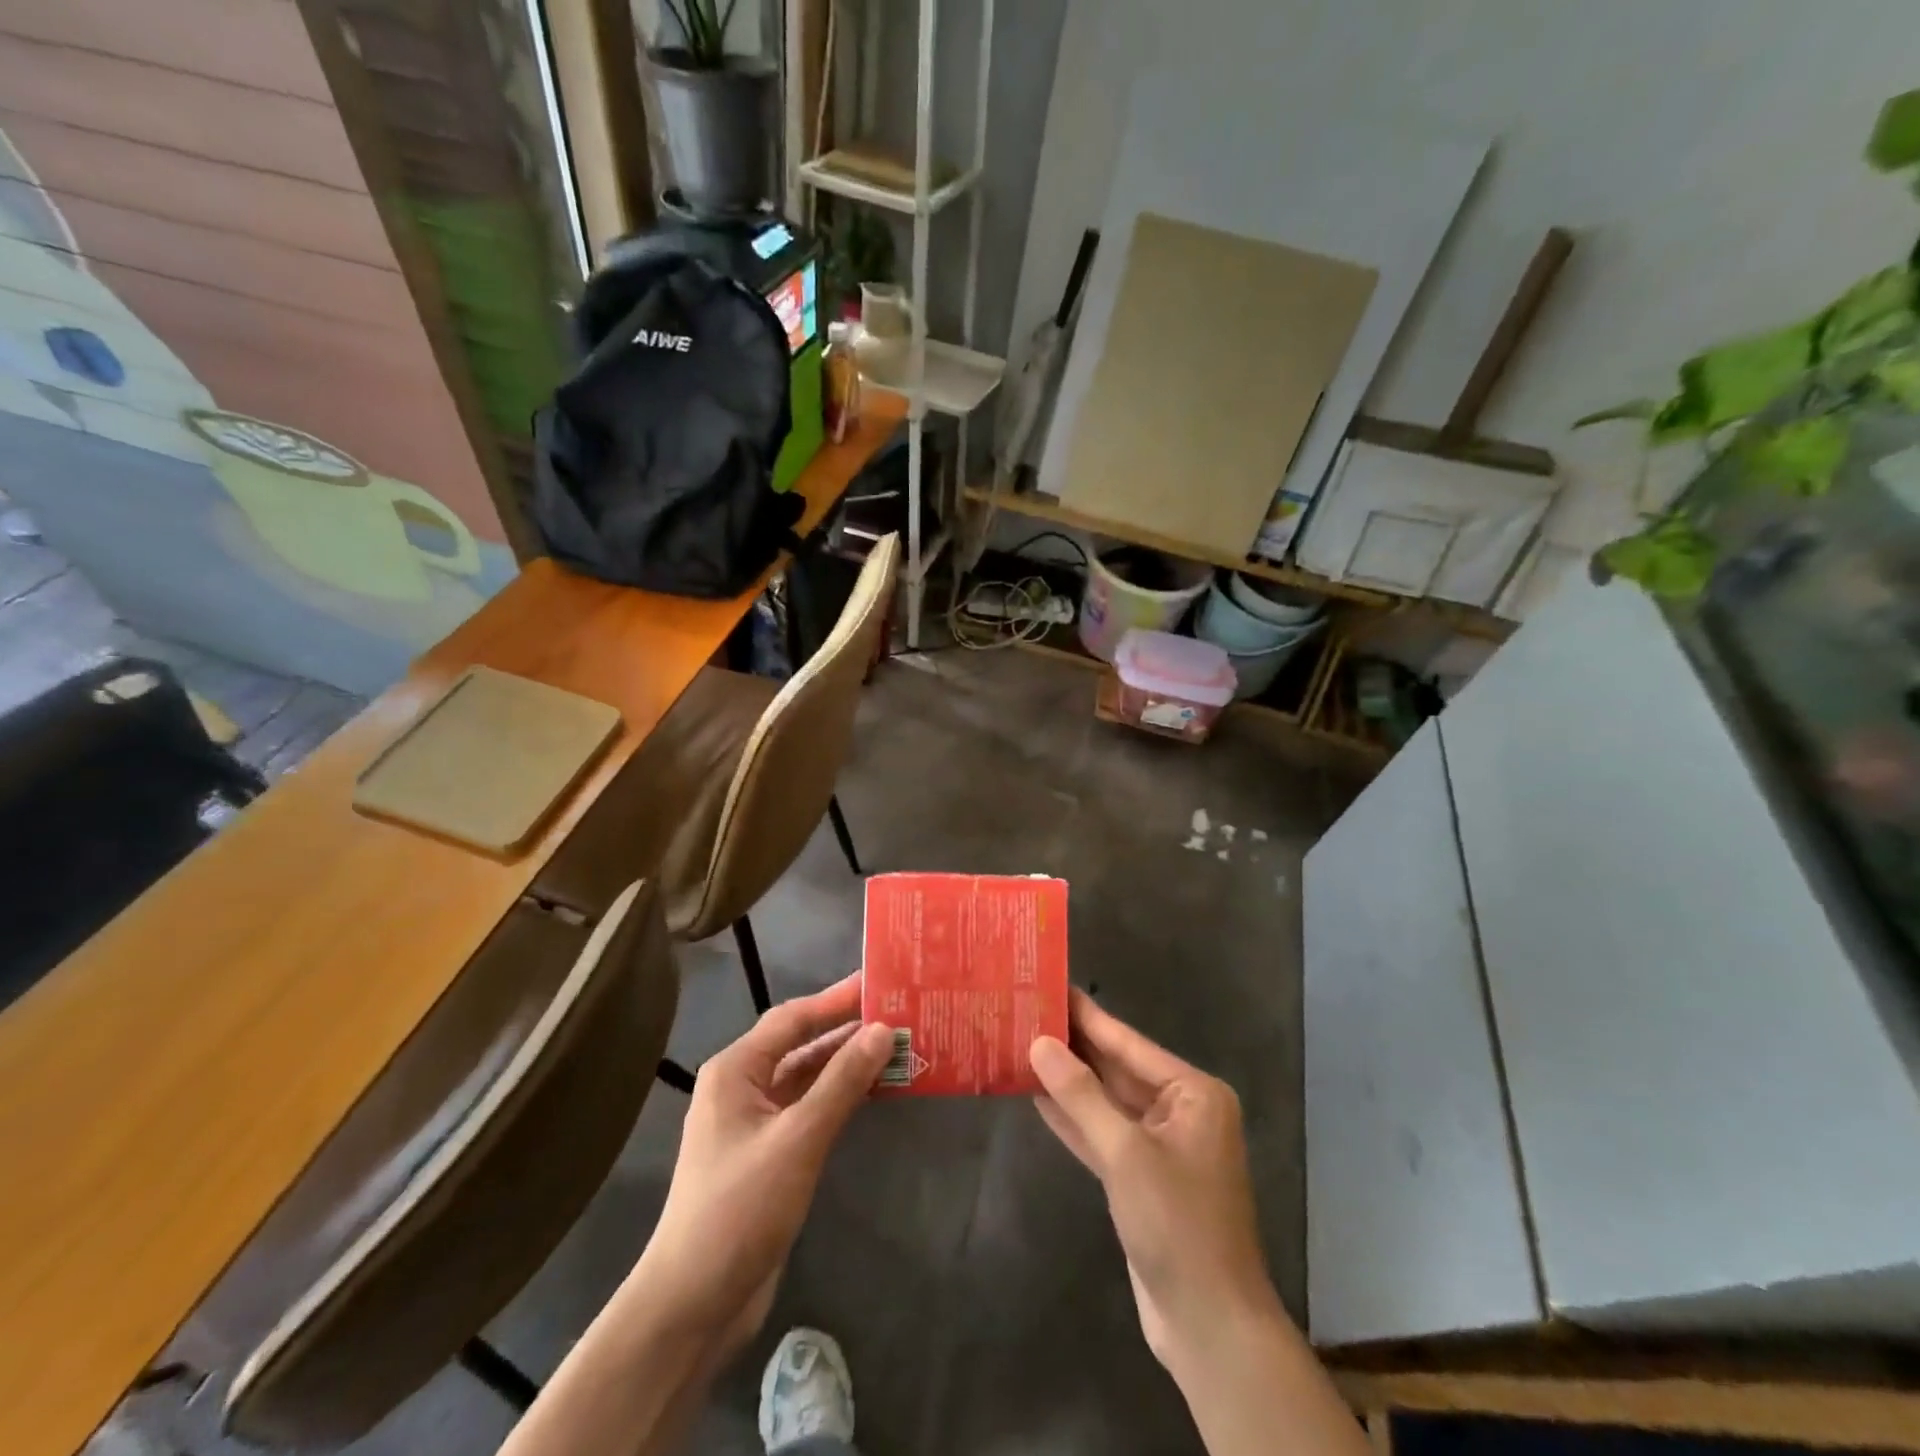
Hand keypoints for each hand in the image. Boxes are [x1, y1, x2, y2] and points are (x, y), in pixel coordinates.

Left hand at [635, 974, 892, 1356]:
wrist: (693, 1305)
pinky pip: (810, 1109)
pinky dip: (841, 1098)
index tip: (880, 983)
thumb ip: (842, 1082)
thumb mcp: (798, 1138)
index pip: (793, 1019)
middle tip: (898, 1013)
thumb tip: (882, 1030)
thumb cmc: (740, 1208)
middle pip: (801, 1045)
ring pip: (808, 1078)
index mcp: (736, 1070)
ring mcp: (755, 1122)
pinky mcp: (769, 1154)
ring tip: (898, 1047)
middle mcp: (742, 1086)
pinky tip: (875, 1092)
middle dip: (847, 1031)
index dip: (837, 999)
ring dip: (848, 1065)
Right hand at [1029, 990, 1279, 1374]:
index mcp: (1193, 1094)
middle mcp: (1180, 1111)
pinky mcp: (1141, 1178)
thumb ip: (1081, 1096)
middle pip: (1116, 1069)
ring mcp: (1161, 1146)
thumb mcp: (1125, 1153)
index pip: (1128, 1042)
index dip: (1087, 1015)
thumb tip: (1040, 1043)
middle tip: (1026, 1012)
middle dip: (1073, 1047)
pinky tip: (1037, 1096)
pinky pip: (1103, 1135)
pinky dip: (1073, 1119)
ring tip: (1022, 1045)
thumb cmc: (1177, 1226)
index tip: (1052, 985)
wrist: (1209, 1327)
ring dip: (1067, 1081)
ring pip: (1106, 1102)